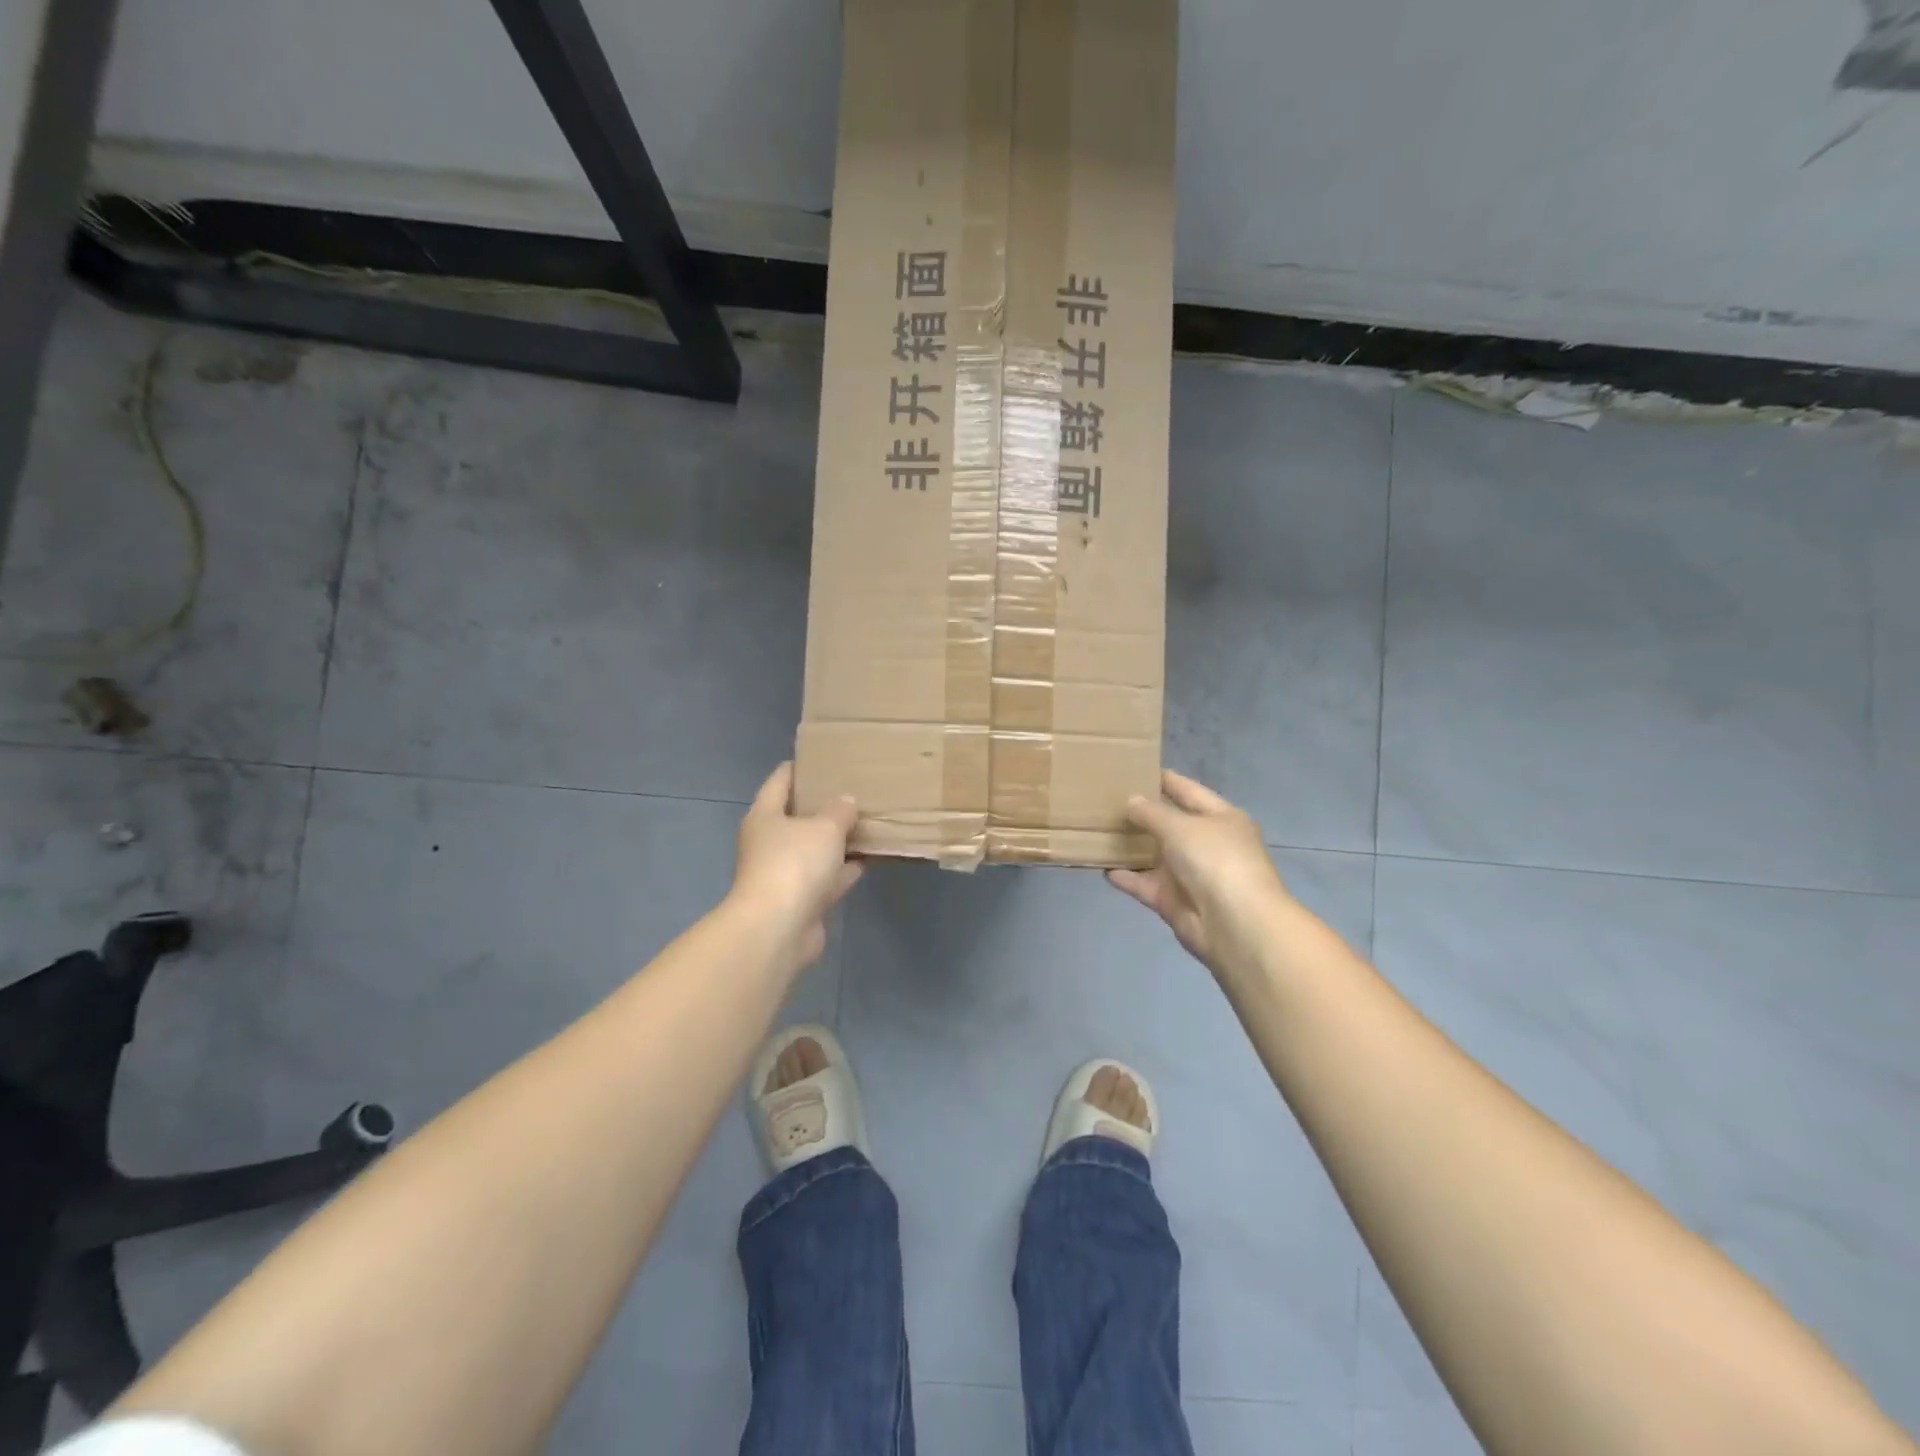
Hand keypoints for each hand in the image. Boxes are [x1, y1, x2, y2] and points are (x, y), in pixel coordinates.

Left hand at [730, 763, 863, 970]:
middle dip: (823, 806)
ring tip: (866, 823)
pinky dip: (843, 870)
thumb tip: (846, 802)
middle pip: (797, 817)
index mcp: (765, 816)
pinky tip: (867, 860)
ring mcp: (783, 874)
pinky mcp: (800, 902)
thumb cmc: (794, 864)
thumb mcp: (825, 827)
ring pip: (814, 850)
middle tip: (854, 790)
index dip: (800, 767)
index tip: (823, 758)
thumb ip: (839, 811)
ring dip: (836, 841)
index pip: (780, 780)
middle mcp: (769, 843)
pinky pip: (825, 878)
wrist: (778, 929)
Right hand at [1108, 770, 1293, 977]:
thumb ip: (1152, 813)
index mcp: (1221, 818)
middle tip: (1106, 799)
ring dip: (1131, 846)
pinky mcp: (1173, 901)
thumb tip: (1132, 801)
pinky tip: (1101, 866)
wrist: (1235, 924)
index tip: (1135, 767)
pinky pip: (1144, 884)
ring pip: (1155, 855)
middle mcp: (1207, 844)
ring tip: (1098, 830)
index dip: (1165, 779)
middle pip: (1170, 824)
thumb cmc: (1215, 860)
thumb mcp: (1182, 826)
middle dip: (1142, 813)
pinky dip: (1126, 878)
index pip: (1189, 791)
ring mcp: (1190, 874)